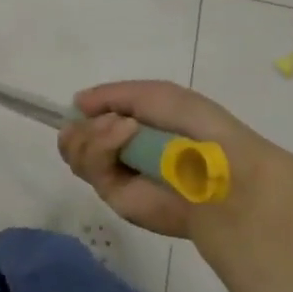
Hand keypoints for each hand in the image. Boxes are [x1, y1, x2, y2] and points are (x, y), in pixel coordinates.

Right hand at [57, 80, 292, 238]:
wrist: (218, 168)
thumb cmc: (193, 124)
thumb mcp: (152, 94)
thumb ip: (111, 95)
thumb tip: (76, 103)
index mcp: (132, 127)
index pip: (90, 121)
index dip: (83, 114)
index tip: (84, 106)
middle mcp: (120, 152)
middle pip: (74, 139)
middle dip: (83, 126)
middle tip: (107, 120)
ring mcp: (116, 175)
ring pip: (75, 153)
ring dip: (92, 133)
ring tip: (123, 128)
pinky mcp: (114, 197)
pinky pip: (90, 168)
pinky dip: (101, 146)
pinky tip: (125, 135)